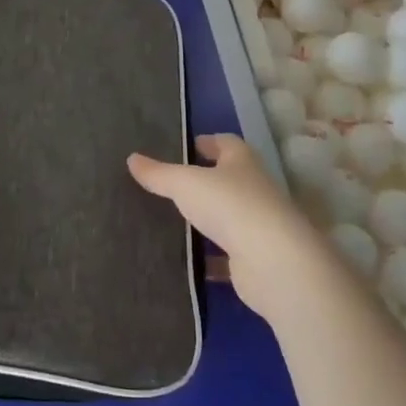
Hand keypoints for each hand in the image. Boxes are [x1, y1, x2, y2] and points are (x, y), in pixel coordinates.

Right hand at [128, 134, 337, 322]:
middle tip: (171, 183)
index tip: (186, 146)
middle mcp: (255, 189)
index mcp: (242, 162)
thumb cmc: (230, 206)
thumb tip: (132, 158)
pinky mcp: (255, 259)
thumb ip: (159, 173)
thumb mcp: (185, 183)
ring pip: (228, 217)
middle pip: (228, 179)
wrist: (273, 263)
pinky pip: (227, 254)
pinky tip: (187, 261)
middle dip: (205, 180)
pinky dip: (210, 257)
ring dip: (207, 219)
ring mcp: (258, 225)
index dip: (207, 142)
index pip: (226, 143)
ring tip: (173, 220)